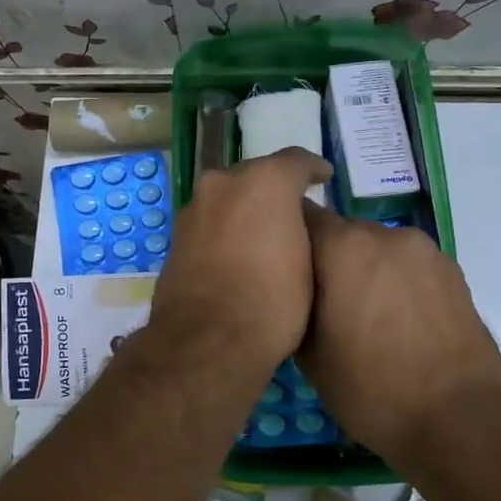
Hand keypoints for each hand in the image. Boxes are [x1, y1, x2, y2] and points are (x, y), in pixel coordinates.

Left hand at [148, 148, 330, 375]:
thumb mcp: (309, 262)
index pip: (295, 161)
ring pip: (227, 197)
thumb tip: (292, 224)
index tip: (323, 177)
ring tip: (263, 233)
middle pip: (255, 176)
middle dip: (273, 189)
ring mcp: (194, 208)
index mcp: (263, 182)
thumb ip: (302, 228)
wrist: (207, 338)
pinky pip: (210, 221)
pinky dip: (224, 228)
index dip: (313, 169)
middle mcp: (223, 183)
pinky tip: (236, 251)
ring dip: (244, 208)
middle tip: (292, 211)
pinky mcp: (176, 235)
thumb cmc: (273, 300)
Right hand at [297, 205, 500, 462]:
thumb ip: (293, 304)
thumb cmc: (371, 389)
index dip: (285, 237)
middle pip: (341, 230)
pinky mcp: (453, 271)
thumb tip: (290, 290)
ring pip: (377, 247)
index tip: (278, 265)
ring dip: (363, 269)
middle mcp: (383, 234)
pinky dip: (395, 281)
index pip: (299, 215)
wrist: (461, 420)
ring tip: (362, 314)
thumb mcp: (308, 354)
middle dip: (327, 257)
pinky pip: (408, 265)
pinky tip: (396, 321)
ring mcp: (424, 250)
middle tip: (319, 299)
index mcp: (342, 247)